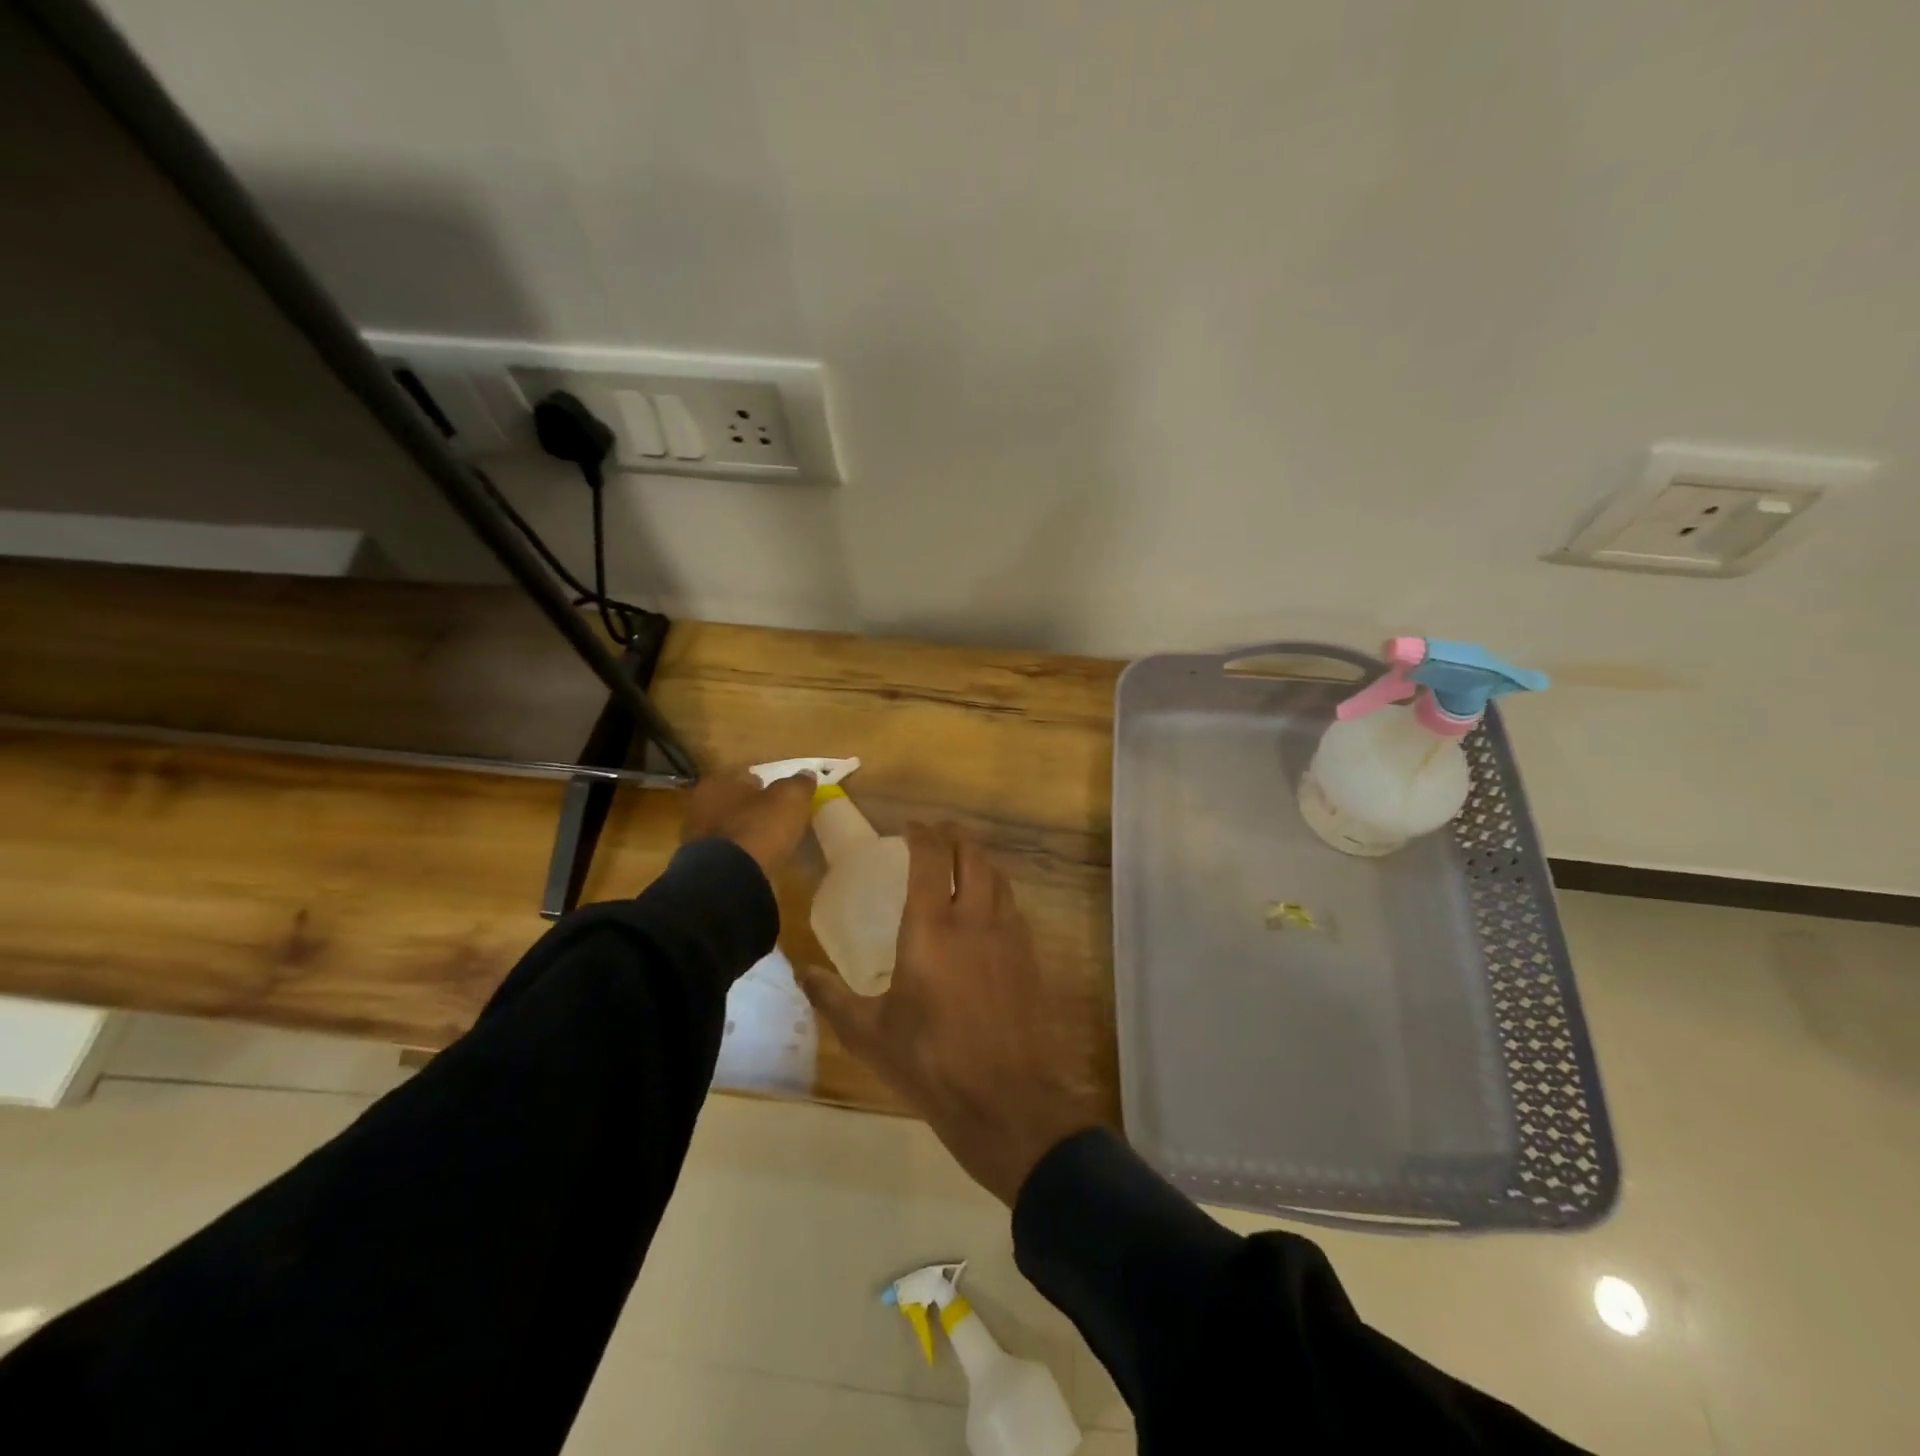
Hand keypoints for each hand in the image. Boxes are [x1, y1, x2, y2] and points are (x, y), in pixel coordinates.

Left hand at [680, 769, 816, 876]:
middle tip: (778, 818)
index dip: (765, 784)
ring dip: (747, 833)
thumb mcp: (790, 798)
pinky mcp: (702, 866)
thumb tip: (807, 774)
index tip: (781, 795)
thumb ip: (799, 783)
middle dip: (753, 809)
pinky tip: (759, 861)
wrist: (730, 878)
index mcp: (718, 783)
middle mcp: (700, 806)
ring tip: (771, 842)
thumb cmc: (759, 827)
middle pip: (735, 803)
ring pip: (730, 829)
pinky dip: (742, 855)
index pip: (744, 776)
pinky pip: (729, 853)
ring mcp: (698, 838)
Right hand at [796, 823, 1103, 1204]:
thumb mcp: (869, 1034)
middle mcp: (974, 919)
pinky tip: (988, 912)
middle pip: (973, 855)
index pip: (930, 858)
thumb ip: (832, 997)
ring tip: (963, 863)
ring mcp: (1008, 936)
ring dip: (980, 860)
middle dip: (955, 836)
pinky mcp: (1030, 957)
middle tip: (938, 835)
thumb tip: (801, 972)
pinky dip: (998, 893)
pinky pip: (1014, 907)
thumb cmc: (929, 1062)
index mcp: (932, 928)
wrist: (1006, 1099)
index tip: (911, 827)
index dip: (922, 834)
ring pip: (999, 877)